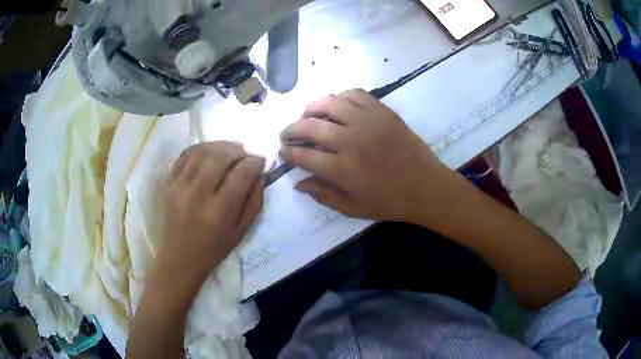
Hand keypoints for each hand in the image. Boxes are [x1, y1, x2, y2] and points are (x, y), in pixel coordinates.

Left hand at [156, 142, 264, 286]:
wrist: (179, 257)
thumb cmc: (214, 248)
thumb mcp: (241, 231)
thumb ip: (253, 202)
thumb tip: (258, 175)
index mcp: (219, 212)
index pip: (240, 175)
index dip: (254, 162)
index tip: (260, 161)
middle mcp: (197, 195)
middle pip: (219, 157)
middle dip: (237, 151)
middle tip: (245, 154)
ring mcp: (179, 187)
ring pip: (201, 152)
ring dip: (219, 145)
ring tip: (230, 149)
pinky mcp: (168, 184)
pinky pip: (184, 156)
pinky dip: (199, 149)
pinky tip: (209, 151)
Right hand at [280, 89, 455, 222]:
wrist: (426, 186)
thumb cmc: (389, 202)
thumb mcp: (353, 208)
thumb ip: (323, 195)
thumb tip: (298, 183)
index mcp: (342, 169)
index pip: (303, 154)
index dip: (288, 151)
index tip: (284, 150)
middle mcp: (350, 141)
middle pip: (310, 126)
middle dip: (291, 129)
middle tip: (287, 133)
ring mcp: (367, 122)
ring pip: (329, 103)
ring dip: (311, 108)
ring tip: (307, 115)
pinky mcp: (382, 111)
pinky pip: (355, 94)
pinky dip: (340, 97)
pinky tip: (336, 106)